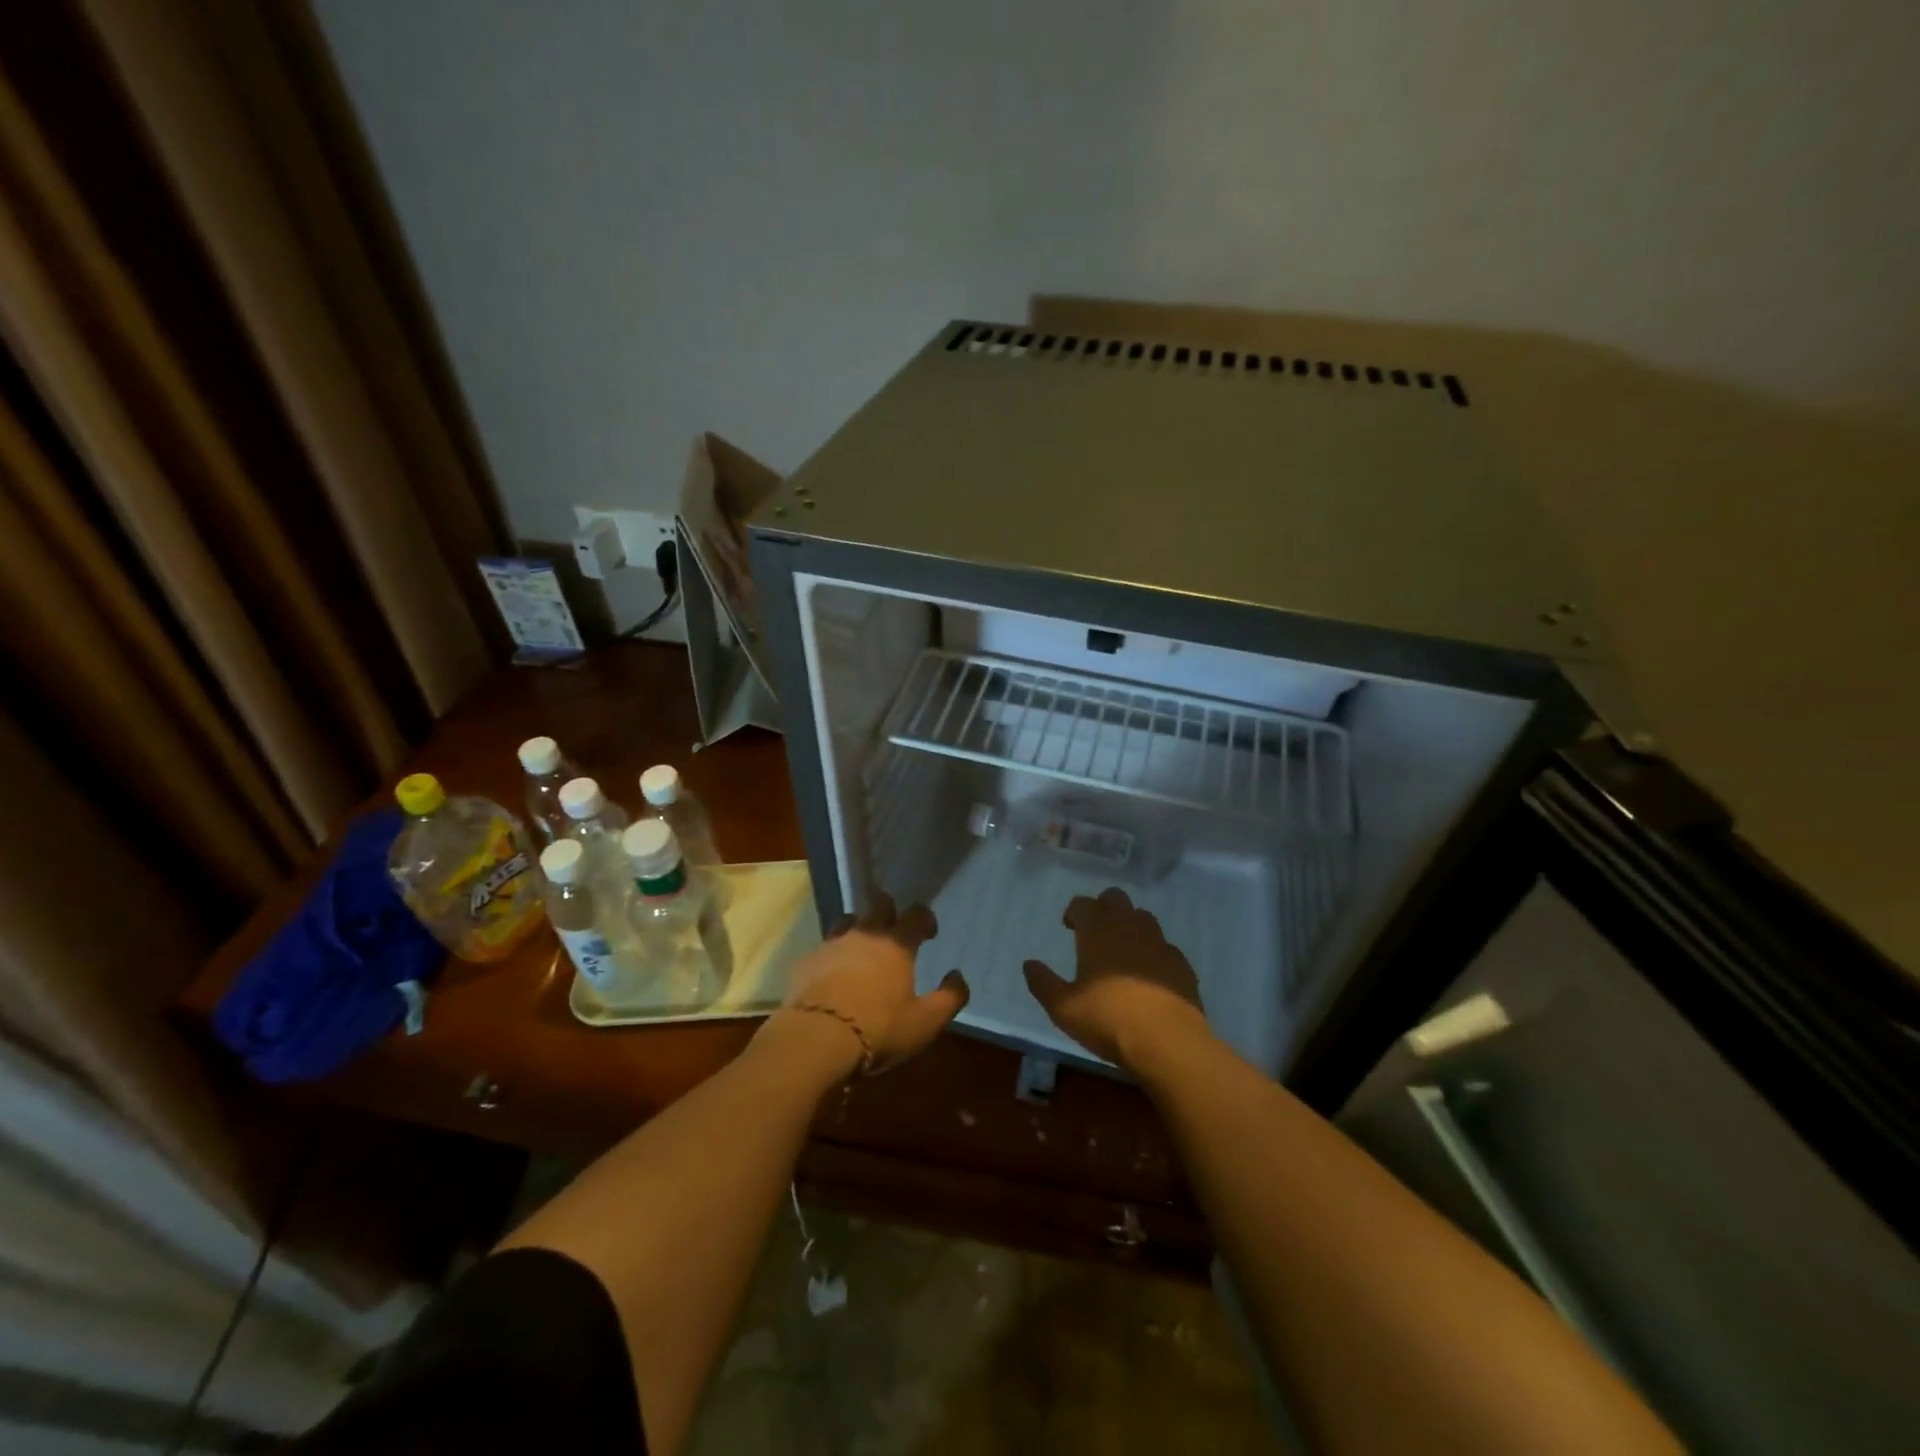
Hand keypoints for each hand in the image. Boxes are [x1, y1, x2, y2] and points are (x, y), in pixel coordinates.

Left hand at [773, 893, 968, 1075]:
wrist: (817, 1038)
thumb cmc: (879, 1028)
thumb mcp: (925, 1022)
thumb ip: (949, 998)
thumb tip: (958, 976)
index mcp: (897, 945)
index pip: (916, 914)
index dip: (925, 918)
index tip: (928, 933)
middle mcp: (865, 935)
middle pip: (878, 905)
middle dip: (889, 911)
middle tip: (893, 929)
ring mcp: (832, 945)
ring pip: (847, 921)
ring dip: (858, 928)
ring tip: (861, 948)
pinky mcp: (806, 962)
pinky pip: (822, 948)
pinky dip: (831, 955)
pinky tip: (831, 974)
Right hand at [1023, 887, 1210, 1069]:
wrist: (1168, 1041)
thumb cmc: (1108, 1019)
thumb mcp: (1063, 1008)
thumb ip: (1042, 983)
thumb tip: (1029, 964)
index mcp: (1098, 931)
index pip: (1083, 904)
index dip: (1074, 911)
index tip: (1069, 927)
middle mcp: (1129, 927)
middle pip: (1116, 898)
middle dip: (1103, 907)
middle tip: (1094, 931)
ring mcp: (1159, 943)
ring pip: (1143, 917)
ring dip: (1129, 925)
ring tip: (1121, 950)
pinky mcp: (1181, 963)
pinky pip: (1164, 946)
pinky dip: (1152, 952)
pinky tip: (1148, 974)